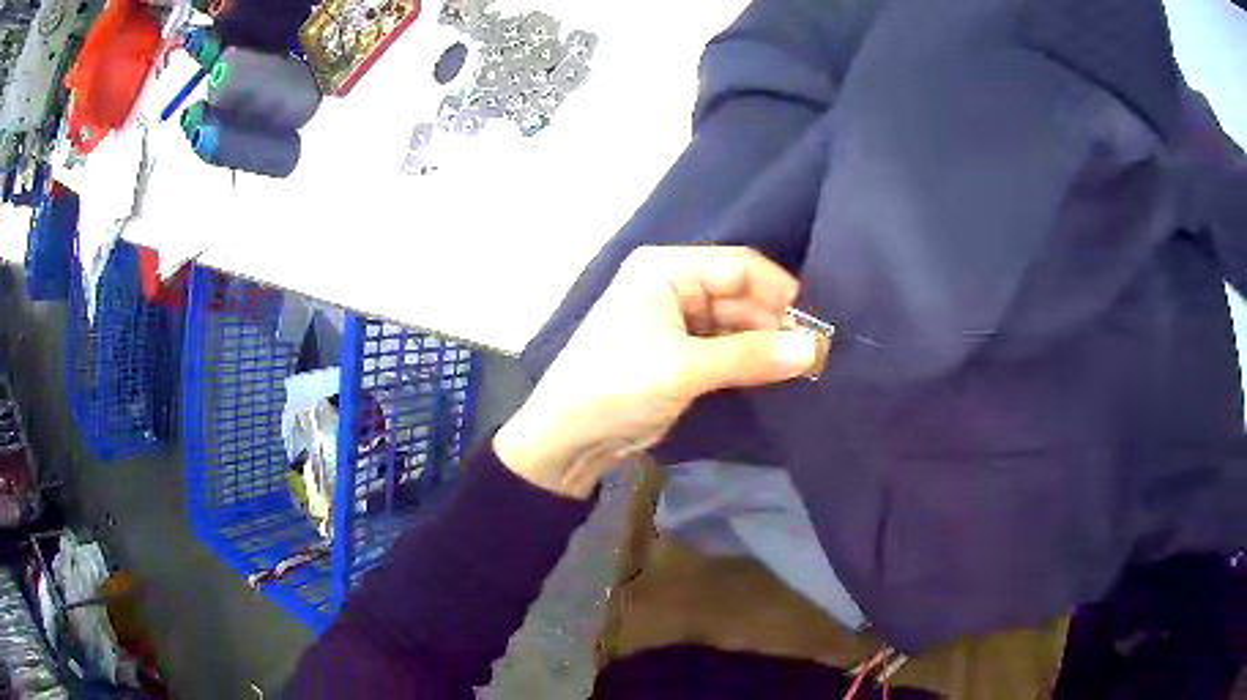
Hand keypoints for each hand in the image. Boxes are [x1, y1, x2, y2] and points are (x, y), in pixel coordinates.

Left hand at [495, 246, 822, 497]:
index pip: (738, 266)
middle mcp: (671, 286)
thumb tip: (814, 348)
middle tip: (814, 353)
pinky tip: (774, 373)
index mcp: (665, 270)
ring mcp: (673, 320)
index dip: (779, 291)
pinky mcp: (676, 353)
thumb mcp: (685, 369)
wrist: (567, 438)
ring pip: (733, 323)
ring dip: (763, 343)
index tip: (815, 323)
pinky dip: (746, 359)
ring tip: (803, 365)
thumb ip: (752, 356)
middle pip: (738, 294)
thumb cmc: (617, 387)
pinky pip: (722, 347)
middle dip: (774, 322)